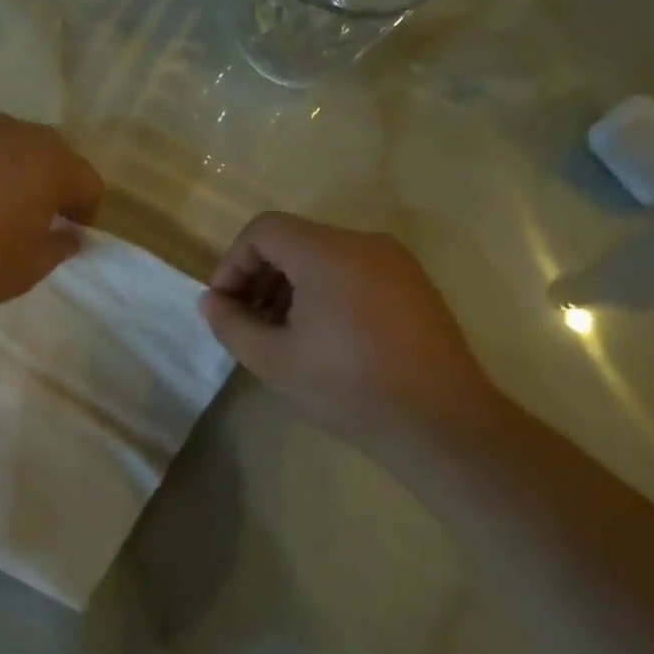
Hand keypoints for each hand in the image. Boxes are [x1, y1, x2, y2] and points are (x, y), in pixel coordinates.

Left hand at [0, 114, 103, 312]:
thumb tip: (70, 236)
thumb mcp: (24, 272)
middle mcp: (14, 132)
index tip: (67, 236)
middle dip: (48, 182)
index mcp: (49, 165)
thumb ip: (57, 249)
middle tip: (30, 218)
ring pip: (3, 144)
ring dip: (6, 169)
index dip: (84, 212)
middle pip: (49, 152)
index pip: (88, 181)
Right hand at [199, 212, 502, 455]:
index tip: (225, 304)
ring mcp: (395, 262)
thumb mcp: (274, 362)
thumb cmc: (348, 389)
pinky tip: (322, 335)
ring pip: (323, 255)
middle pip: (294, 239)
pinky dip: (324, 289)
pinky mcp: (413, 284)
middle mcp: (364, 243)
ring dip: (290, 285)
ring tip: (281, 333)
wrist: (441, 423)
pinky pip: (353, 270)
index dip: (233, 262)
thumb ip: (231, 325)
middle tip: (247, 322)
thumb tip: (212, 301)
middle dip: (259, 275)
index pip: (264, 230)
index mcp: (328, 254)